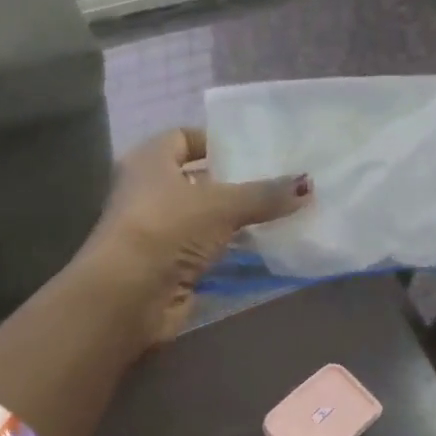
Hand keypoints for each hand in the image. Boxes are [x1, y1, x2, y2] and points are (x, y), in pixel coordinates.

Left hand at [80, 127, 309, 345]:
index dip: (215, 141)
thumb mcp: (222, 204)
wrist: (128, 296)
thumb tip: (307, 184)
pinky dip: (233, 249)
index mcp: (149, 161)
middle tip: (279, 179)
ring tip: (283, 212)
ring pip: (206, 218)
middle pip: (198, 180)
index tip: (254, 148)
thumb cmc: (167, 228)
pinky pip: (209, 249)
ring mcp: (159, 232)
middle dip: (236, 181)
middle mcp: (149, 192)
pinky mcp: (170, 266)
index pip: (183, 138)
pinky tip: (266, 246)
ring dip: (238, 219)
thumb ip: (265, 194)